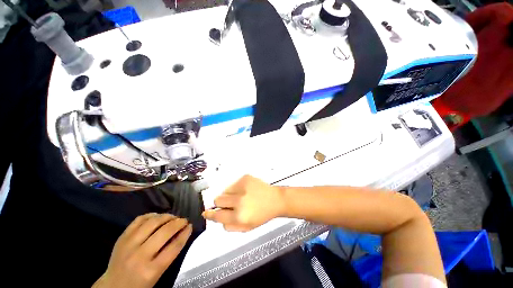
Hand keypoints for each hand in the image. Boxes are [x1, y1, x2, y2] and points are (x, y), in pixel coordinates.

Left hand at [93, 213, 191, 287]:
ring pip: (153, 222)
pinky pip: (139, 220)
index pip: (174, 247)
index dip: (185, 233)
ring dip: (167, 217)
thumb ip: (170, 254)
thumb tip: (183, 233)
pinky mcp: (122, 237)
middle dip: (178, 223)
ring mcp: (129, 245)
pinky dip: (151, 215)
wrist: (113, 286)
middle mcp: (140, 256)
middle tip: (184, 220)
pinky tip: (158, 216)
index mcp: (151, 270)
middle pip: (165, 232)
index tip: (190, 226)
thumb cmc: (139, 284)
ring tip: (173, 217)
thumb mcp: (157, 275)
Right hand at [202, 175, 284, 231]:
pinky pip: (233, 183)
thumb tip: (217, 217)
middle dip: (221, 203)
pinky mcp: (245, 178)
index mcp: (239, 216)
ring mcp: (242, 187)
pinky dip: (237, 188)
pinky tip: (246, 190)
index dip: (210, 214)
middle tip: (230, 203)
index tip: (205, 212)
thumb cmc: (262, 215)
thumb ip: (229, 226)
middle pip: (218, 199)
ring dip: (229, 194)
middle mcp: (239, 201)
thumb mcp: (246, 227)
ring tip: (241, 196)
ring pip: (225, 190)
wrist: (275, 200)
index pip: (217, 215)